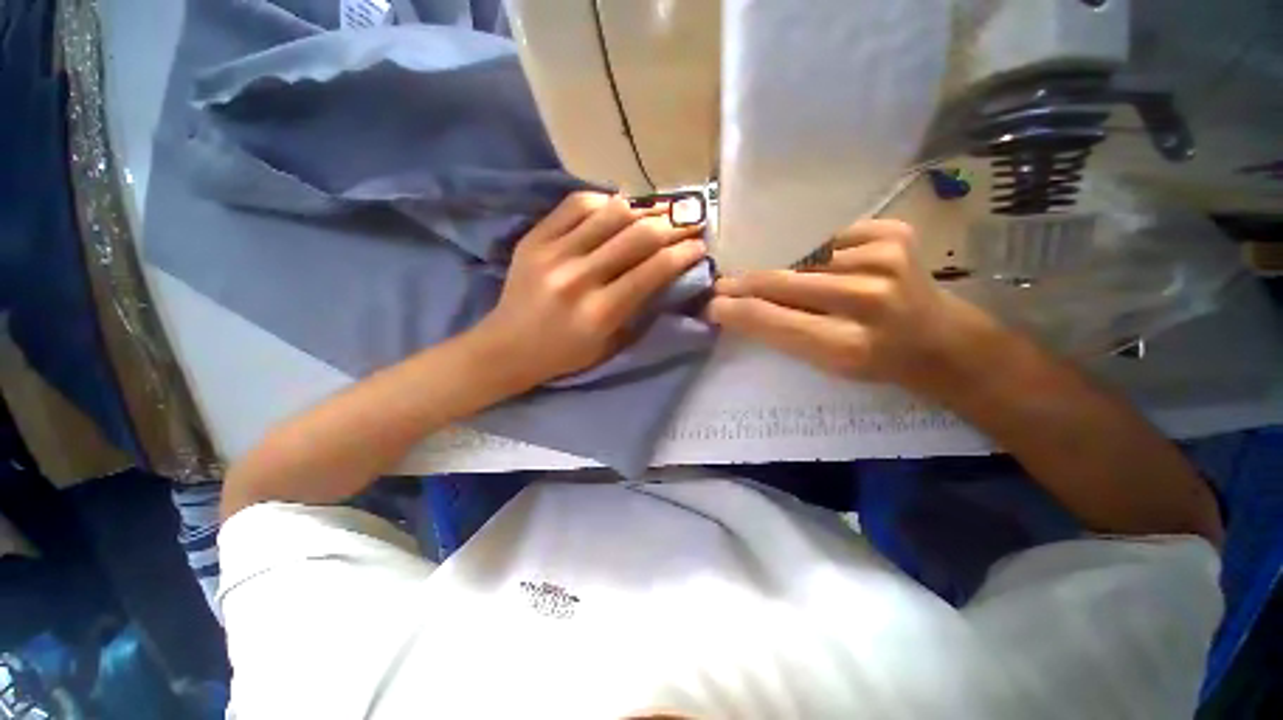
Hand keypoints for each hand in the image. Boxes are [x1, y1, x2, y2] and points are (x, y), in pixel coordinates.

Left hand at [471, 192, 705, 389]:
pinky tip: (617, 208)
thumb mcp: (610, 344)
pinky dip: (604, 201)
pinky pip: (576, 204)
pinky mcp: (534, 239)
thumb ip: (638, 308)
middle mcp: (579, 278)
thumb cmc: (565, 354)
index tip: (699, 245)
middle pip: (637, 236)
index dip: (683, 253)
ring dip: (643, 210)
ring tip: (658, 212)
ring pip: (611, 213)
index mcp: (601, 312)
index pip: (653, 270)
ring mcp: (553, 253)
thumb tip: (664, 271)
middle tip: (688, 222)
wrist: (508, 348)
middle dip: (672, 226)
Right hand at [707, 219, 997, 394]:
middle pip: (781, 281)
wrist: (940, 340)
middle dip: (745, 283)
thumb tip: (738, 307)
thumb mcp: (826, 364)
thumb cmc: (876, 360)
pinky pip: (831, 240)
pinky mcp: (894, 233)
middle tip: (723, 284)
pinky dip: (821, 254)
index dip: (735, 310)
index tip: (711, 304)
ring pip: (802, 259)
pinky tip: (834, 268)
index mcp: (847, 344)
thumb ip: (782, 334)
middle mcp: (866, 299)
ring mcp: (883, 259)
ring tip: (792, 284)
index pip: (771, 319)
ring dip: (786, 271)